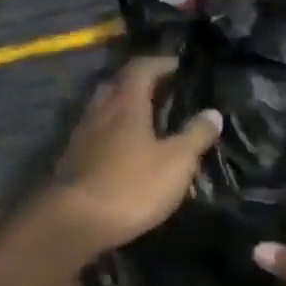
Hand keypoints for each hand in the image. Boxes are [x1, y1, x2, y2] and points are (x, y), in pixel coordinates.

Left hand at [47, 57, 222, 253]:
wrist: (73, 222)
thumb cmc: (131, 185)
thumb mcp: (176, 162)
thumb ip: (195, 135)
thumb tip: (213, 112)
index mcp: (125, 103)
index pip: (141, 68)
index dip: (161, 63)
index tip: (179, 66)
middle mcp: (99, 111)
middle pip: (117, 86)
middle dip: (140, 84)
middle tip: (164, 93)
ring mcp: (81, 136)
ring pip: (104, 111)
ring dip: (124, 111)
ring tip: (148, 124)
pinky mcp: (72, 161)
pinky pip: (96, 136)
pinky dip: (113, 136)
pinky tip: (126, 153)